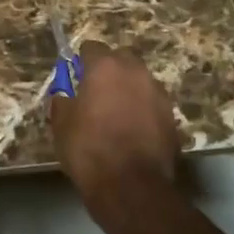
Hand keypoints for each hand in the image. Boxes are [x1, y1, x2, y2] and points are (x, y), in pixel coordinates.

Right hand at [49, 43, 180, 211]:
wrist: (131, 186)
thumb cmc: (88, 149)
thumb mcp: (61, 124)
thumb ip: (62, 102)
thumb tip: (64, 96)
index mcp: (106, 67)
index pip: (92, 48)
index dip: (82, 60)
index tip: (75, 75)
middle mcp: (136, 73)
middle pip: (122, 58)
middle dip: (110, 69)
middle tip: (96, 91)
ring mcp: (158, 94)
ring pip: (140, 81)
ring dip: (128, 90)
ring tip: (115, 113)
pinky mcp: (172, 118)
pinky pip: (152, 104)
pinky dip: (142, 110)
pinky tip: (132, 130)